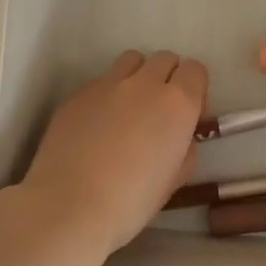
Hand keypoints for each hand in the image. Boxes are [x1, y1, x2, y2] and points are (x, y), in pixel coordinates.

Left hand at [21, 50, 206, 258]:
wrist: (69, 206)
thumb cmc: (132, 201)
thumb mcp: (176, 179)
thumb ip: (185, 147)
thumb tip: (179, 135)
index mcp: (178, 103)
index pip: (195, 70)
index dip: (194, 89)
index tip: (187, 114)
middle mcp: (144, 83)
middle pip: (164, 59)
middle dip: (168, 78)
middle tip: (158, 111)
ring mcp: (107, 84)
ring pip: (131, 60)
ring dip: (138, 76)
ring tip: (128, 108)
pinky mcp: (77, 93)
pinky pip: (101, 81)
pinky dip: (107, 94)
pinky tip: (97, 126)